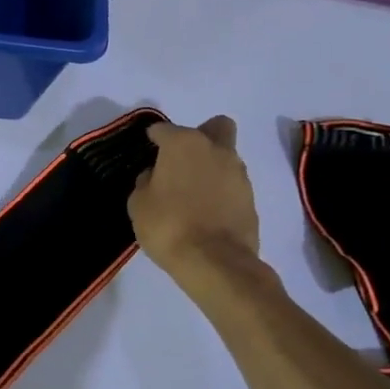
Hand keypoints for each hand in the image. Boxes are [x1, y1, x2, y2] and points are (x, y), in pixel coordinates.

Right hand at [128, 117, 262, 293]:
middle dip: (201, 135)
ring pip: (226, 156)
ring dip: (210, 166)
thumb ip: (146, 182)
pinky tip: (205, 209)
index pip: (164, 129)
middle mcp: (216, 149)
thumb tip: (156, 176)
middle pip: (215, 127)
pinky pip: (232, 183)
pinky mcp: (251, 198)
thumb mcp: (138, 203)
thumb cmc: (167, 225)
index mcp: (184, 144)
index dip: (154, 138)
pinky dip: (220, 190)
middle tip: (182, 160)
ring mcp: (239, 173)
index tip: (148, 150)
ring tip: (192, 192)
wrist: (214, 261)